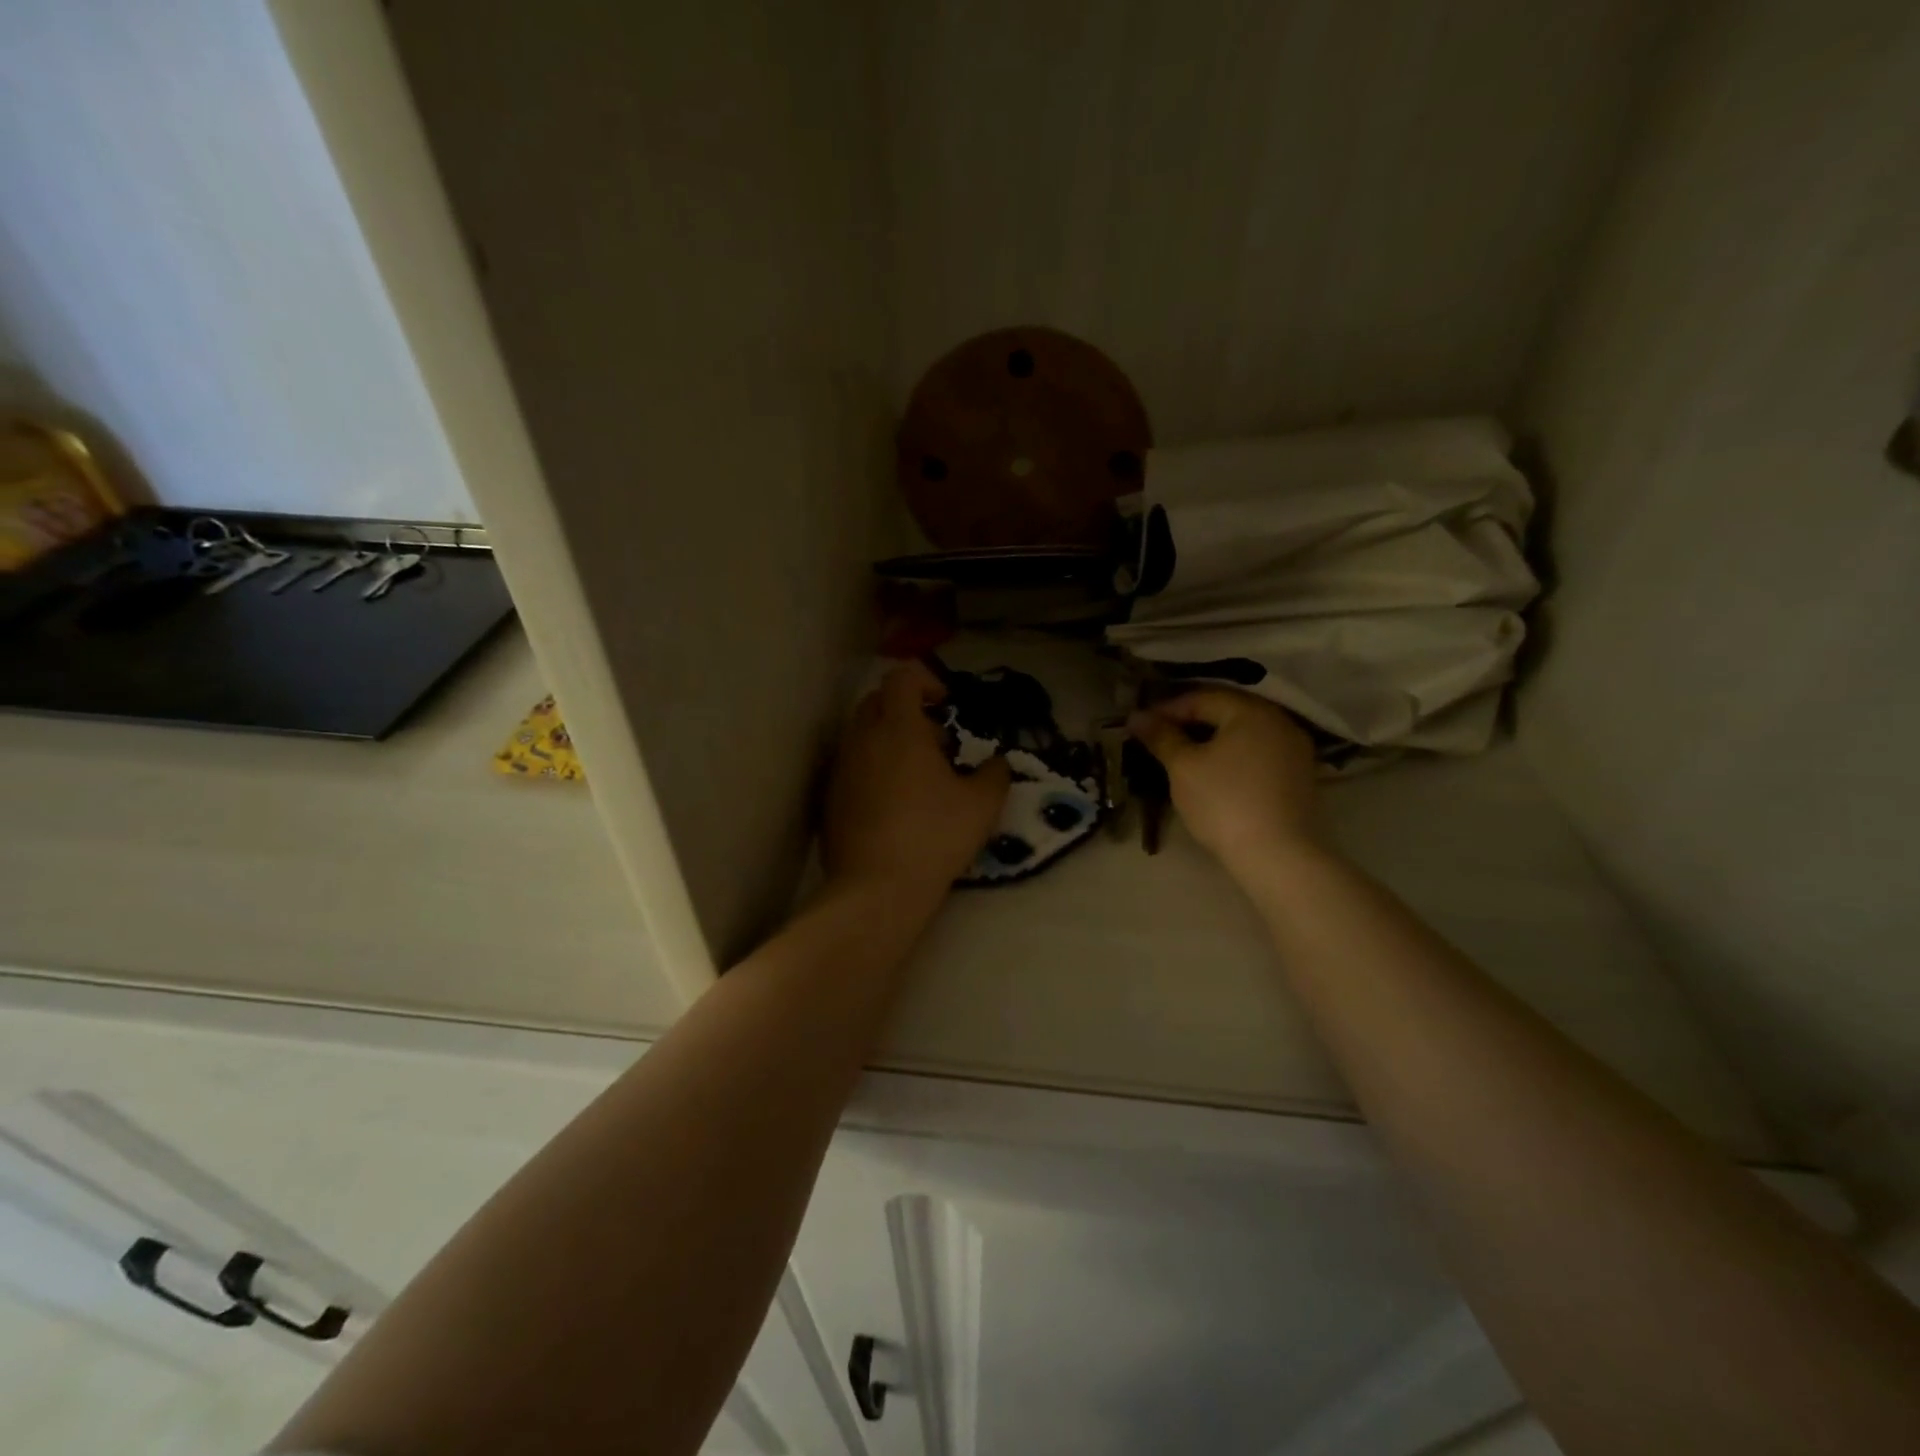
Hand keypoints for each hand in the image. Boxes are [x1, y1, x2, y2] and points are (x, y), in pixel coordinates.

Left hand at [823, 662, 1011, 901]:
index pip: (902, 677)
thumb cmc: (934, 837)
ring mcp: (841, 769)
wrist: (876, 889)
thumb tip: (997, 762)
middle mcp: (862, 740)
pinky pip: (851, 766)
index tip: (946, 706)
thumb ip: (995, 773)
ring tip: (917, 776)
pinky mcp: (829, 798)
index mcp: (898, 729)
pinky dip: (872, 768)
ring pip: (861, 734)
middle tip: (935, 742)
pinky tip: (893, 804)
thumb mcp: (982, 805)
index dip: (926, 680)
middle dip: (906, 709)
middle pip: (877, 700)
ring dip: (888, 740)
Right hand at [1128, 688, 1326, 875]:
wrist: (1279, 857)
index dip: (1167, 709)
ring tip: (1184, 754)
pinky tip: (1215, 772)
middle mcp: (1279, 720)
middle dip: (1190, 721)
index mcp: (1251, 711)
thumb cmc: (1224, 803)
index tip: (1141, 726)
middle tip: (1160, 737)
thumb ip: (1161, 736)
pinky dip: (1234, 755)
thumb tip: (1137, 716)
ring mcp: (1295, 749)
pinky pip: (1259, 752)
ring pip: (1244, 733)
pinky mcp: (1300, 775)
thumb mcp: (1183, 767)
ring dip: (1212, 738)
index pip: (1202, 697)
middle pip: (1226, 711)